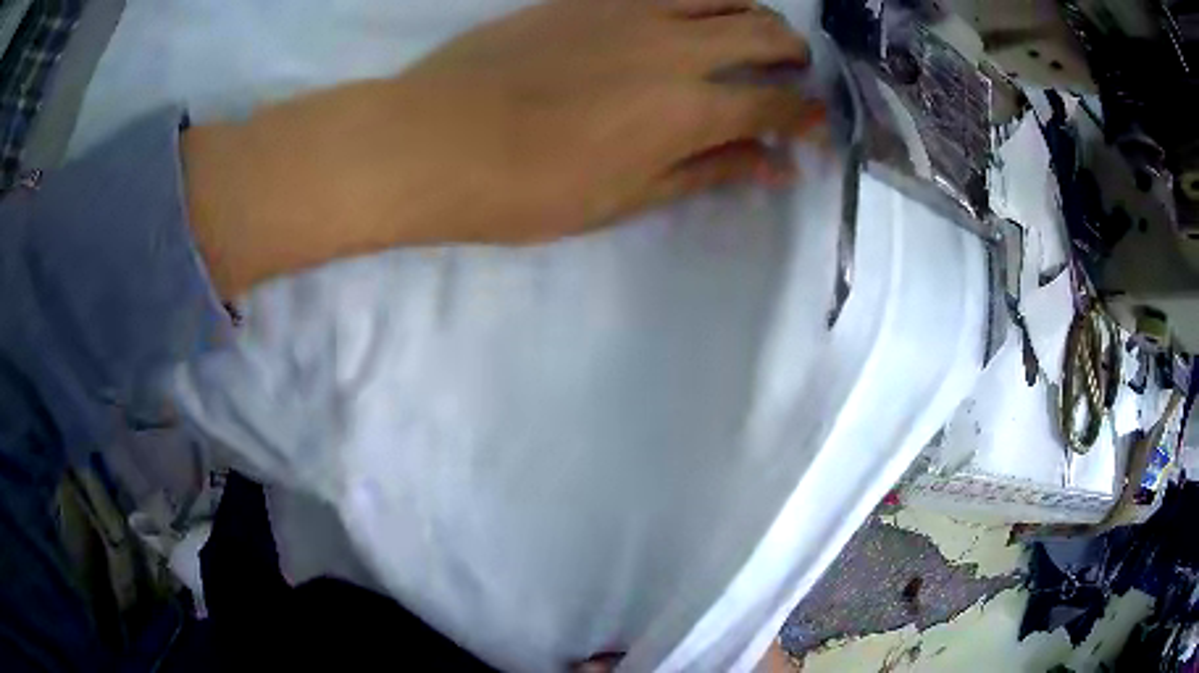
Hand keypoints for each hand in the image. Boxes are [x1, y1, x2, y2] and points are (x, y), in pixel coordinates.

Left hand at [183, 0, 821, 295]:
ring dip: (752, 18)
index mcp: (687, 109)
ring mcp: (630, 11)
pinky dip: (699, 2)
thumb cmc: (525, 189)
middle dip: (792, 55)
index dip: (807, 115)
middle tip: (792, 74)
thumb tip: (774, 166)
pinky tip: (690, 22)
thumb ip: (707, 172)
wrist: (431, 140)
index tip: (817, 124)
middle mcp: (674, 47)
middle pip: (764, 34)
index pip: (776, 104)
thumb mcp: (625, 198)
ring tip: (752, 40)